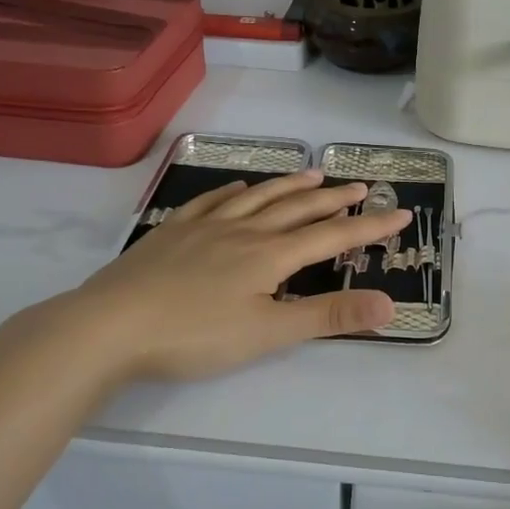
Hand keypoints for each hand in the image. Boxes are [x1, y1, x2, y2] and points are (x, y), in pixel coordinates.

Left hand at [52, 171, 412, 385]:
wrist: (108, 326)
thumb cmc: (193, 335)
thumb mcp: (268, 333)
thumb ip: (328, 317)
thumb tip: (388, 304)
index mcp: (270, 255)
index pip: (332, 236)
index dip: (369, 226)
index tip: (400, 212)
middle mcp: (243, 230)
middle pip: (297, 208)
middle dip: (333, 198)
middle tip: (360, 185)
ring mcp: (205, 227)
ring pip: (258, 198)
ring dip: (289, 185)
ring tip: (313, 173)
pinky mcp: (173, 232)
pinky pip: (212, 202)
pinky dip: (235, 192)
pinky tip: (241, 188)